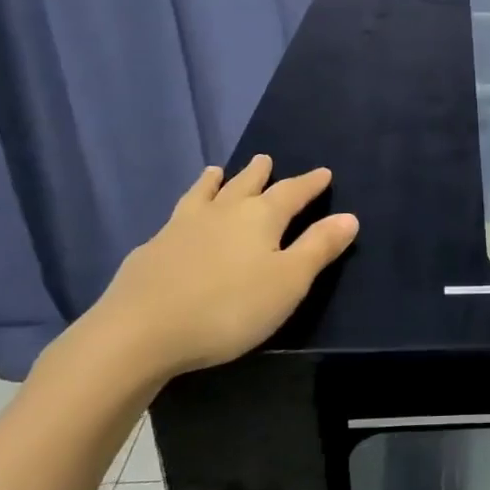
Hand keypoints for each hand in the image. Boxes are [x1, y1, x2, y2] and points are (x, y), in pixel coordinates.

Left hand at [88, 155, 357, 380]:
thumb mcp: (288, 282)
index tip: (323, 172)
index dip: (309, 183)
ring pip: (204, 194)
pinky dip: (186, 208)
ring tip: (216, 171)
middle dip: (260, 174)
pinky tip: (178, 220)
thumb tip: (349, 216)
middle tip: (265, 159)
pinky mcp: (152, 249)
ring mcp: (182, 227)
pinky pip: (176, 217)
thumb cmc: (229, 308)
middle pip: (246, 184)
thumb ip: (318, 248)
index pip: (292, 192)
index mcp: (260, 217)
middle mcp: (223, 212)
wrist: (140, 331)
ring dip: (215, 181)